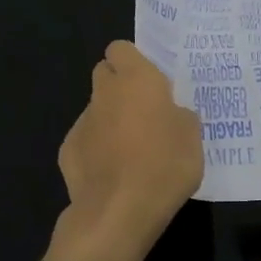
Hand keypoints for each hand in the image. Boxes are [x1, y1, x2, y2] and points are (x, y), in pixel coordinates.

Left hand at [42, 41, 203, 260]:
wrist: (119, 211)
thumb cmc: (165, 164)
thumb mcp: (193, 137)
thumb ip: (180, 115)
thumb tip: (171, 115)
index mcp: (136, 78)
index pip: (121, 48)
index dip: (133, 61)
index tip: (150, 81)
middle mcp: (105, 92)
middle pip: (105, 74)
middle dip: (119, 86)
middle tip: (143, 111)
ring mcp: (82, 121)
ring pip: (96, 109)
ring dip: (110, 120)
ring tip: (131, 150)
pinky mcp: (67, 151)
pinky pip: (85, 140)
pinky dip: (96, 149)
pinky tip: (112, 173)